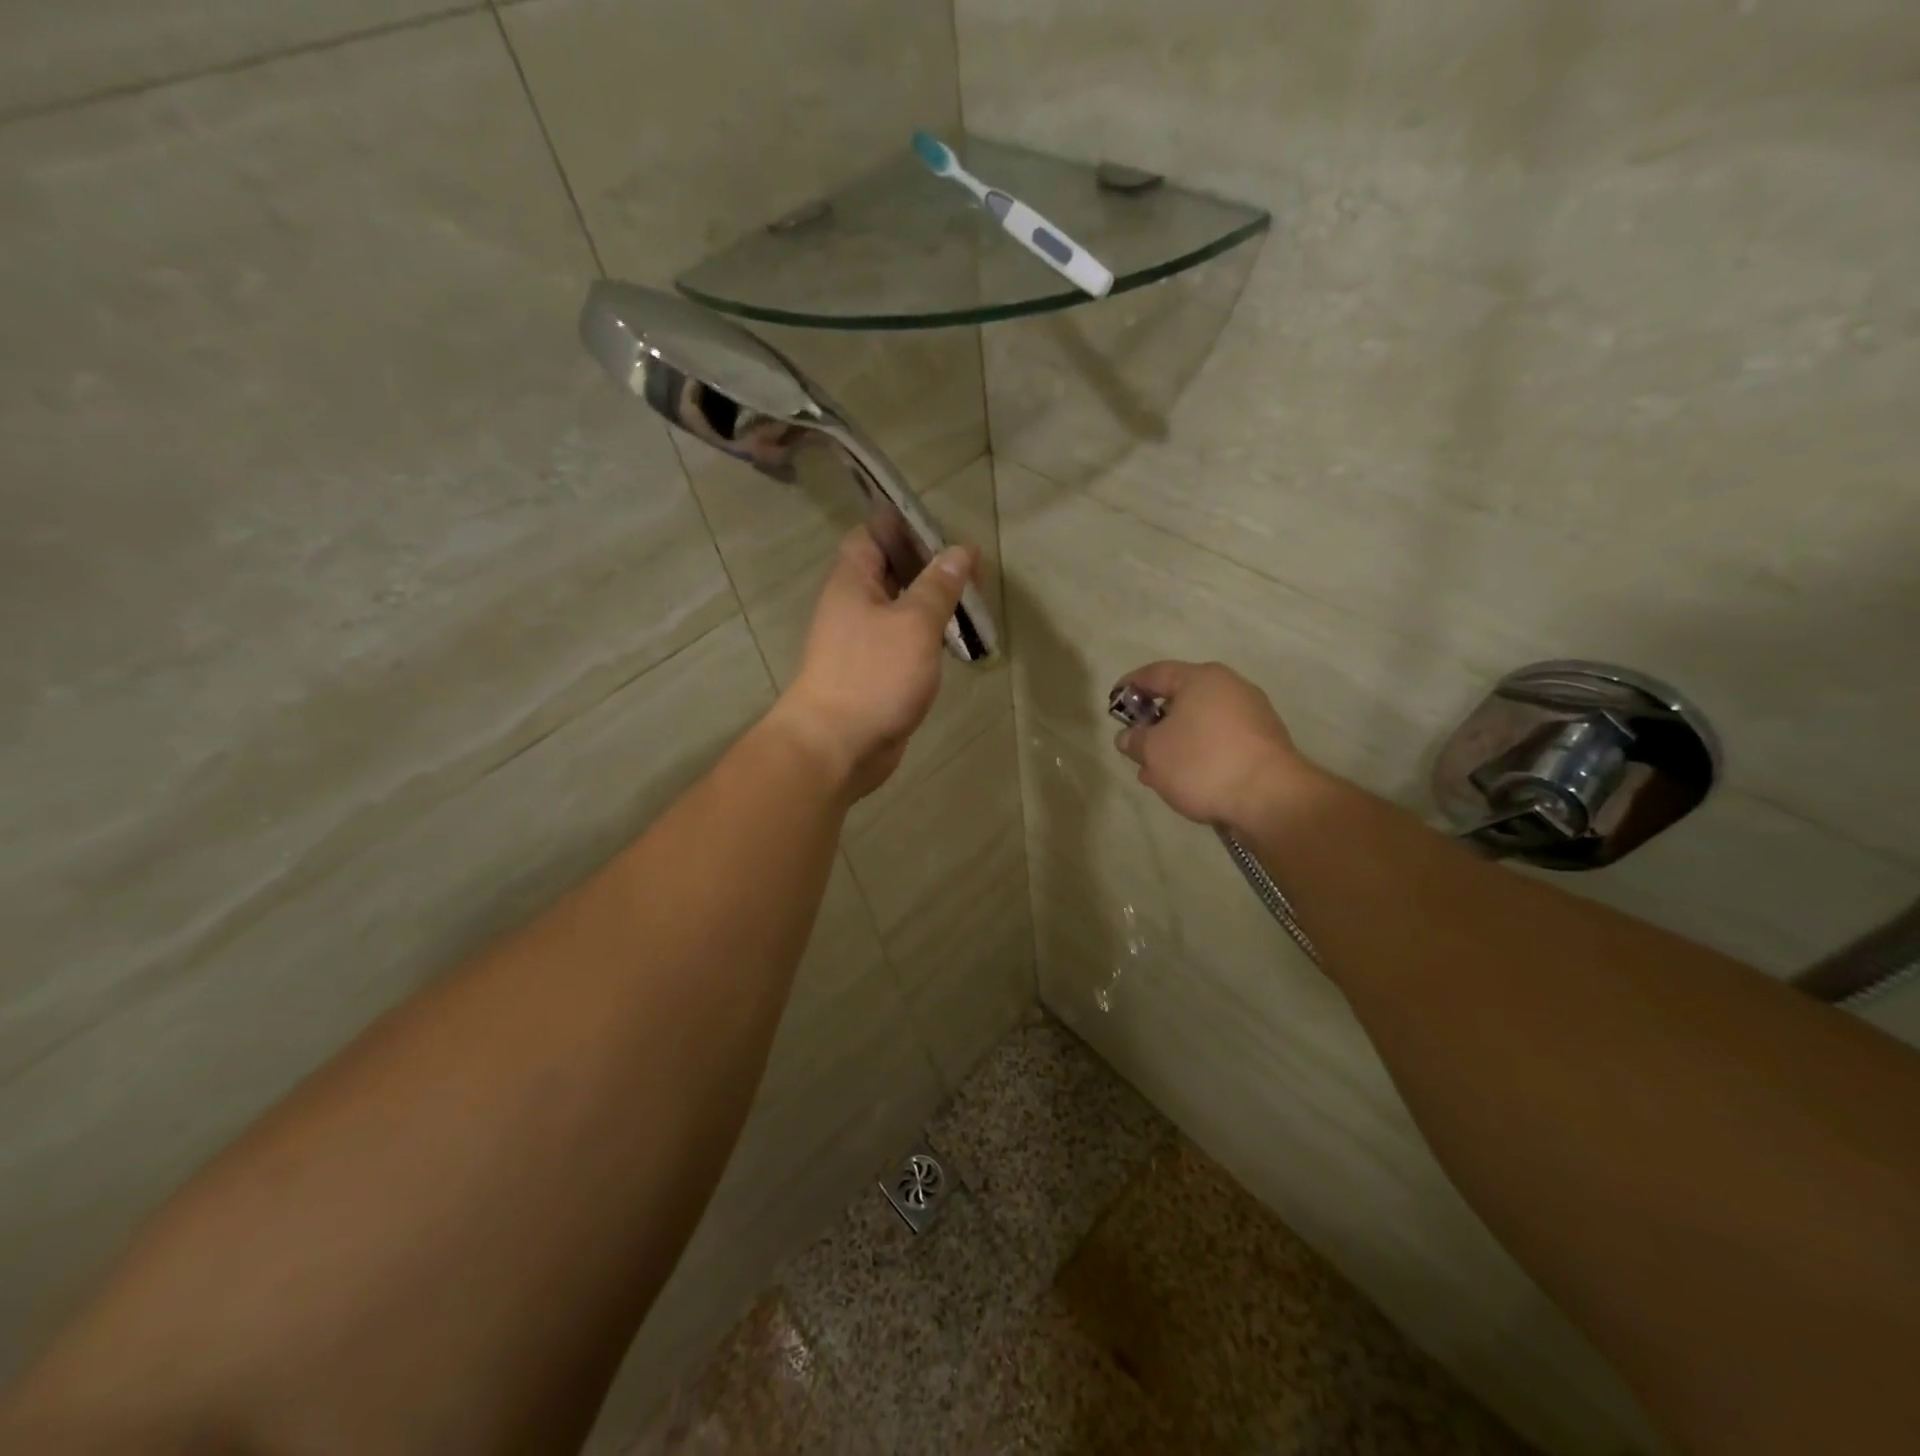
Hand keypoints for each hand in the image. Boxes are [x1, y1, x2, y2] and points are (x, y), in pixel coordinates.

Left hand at [770, 529, 976, 799]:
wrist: (837, 746)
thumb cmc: (874, 675)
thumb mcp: (914, 623)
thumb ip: (938, 586)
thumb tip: (960, 551)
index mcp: (852, 580)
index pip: (875, 533)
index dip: (908, 527)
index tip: (948, 533)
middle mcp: (853, 605)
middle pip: (890, 571)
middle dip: (928, 567)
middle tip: (972, 571)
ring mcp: (861, 641)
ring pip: (899, 609)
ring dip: (931, 604)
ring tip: (971, 603)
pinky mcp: (874, 673)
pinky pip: (902, 642)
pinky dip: (926, 637)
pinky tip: (954, 641)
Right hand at [1111, 661, 1322, 830]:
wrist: (1271, 797)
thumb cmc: (1202, 762)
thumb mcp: (1154, 752)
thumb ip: (1135, 740)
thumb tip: (1129, 736)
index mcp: (1201, 678)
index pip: (1155, 673)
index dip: (1129, 686)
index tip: (1113, 702)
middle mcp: (1230, 688)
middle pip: (1181, 699)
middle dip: (1154, 723)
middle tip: (1135, 745)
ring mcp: (1252, 715)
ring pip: (1200, 725)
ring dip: (1175, 744)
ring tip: (1155, 773)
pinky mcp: (1264, 743)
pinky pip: (1220, 742)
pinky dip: (1199, 755)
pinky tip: (1186, 780)